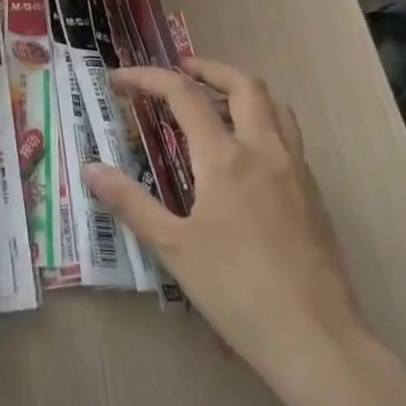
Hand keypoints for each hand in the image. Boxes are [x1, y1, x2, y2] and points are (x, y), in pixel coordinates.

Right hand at [83, 57, 367, 384]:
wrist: (314, 336)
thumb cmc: (235, 289)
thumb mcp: (172, 247)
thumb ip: (130, 202)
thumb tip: (91, 169)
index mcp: (225, 158)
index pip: (184, 95)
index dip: (149, 78)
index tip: (120, 80)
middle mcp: (264, 151)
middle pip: (243, 85)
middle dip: (208, 68)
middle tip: (180, 71)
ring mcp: (296, 171)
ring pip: (276, 107)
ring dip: (242, 91)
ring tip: (215, 103)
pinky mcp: (314, 194)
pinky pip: (289, 136)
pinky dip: (263, 122)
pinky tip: (245, 154)